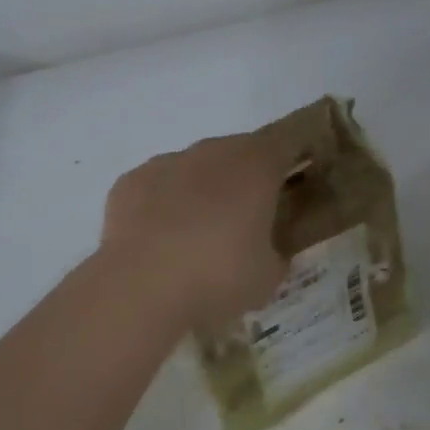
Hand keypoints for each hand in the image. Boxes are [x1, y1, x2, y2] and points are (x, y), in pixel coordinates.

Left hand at [102, 131, 292, 327]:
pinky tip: (160, 239)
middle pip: (239, 152)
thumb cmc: (219, 275)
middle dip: (245, 178)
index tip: (299, 179)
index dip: (297, 156)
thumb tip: (270, 250)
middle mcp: (212, 152)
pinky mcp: (130, 182)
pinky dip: (163, 205)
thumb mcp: (269, 275)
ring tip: (199, 234)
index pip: (288, 142)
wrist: (141, 287)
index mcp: (256, 165)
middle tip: (248, 217)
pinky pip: (157, 187)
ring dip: (202, 190)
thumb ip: (277, 252)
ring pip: (194, 168)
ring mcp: (167, 163)